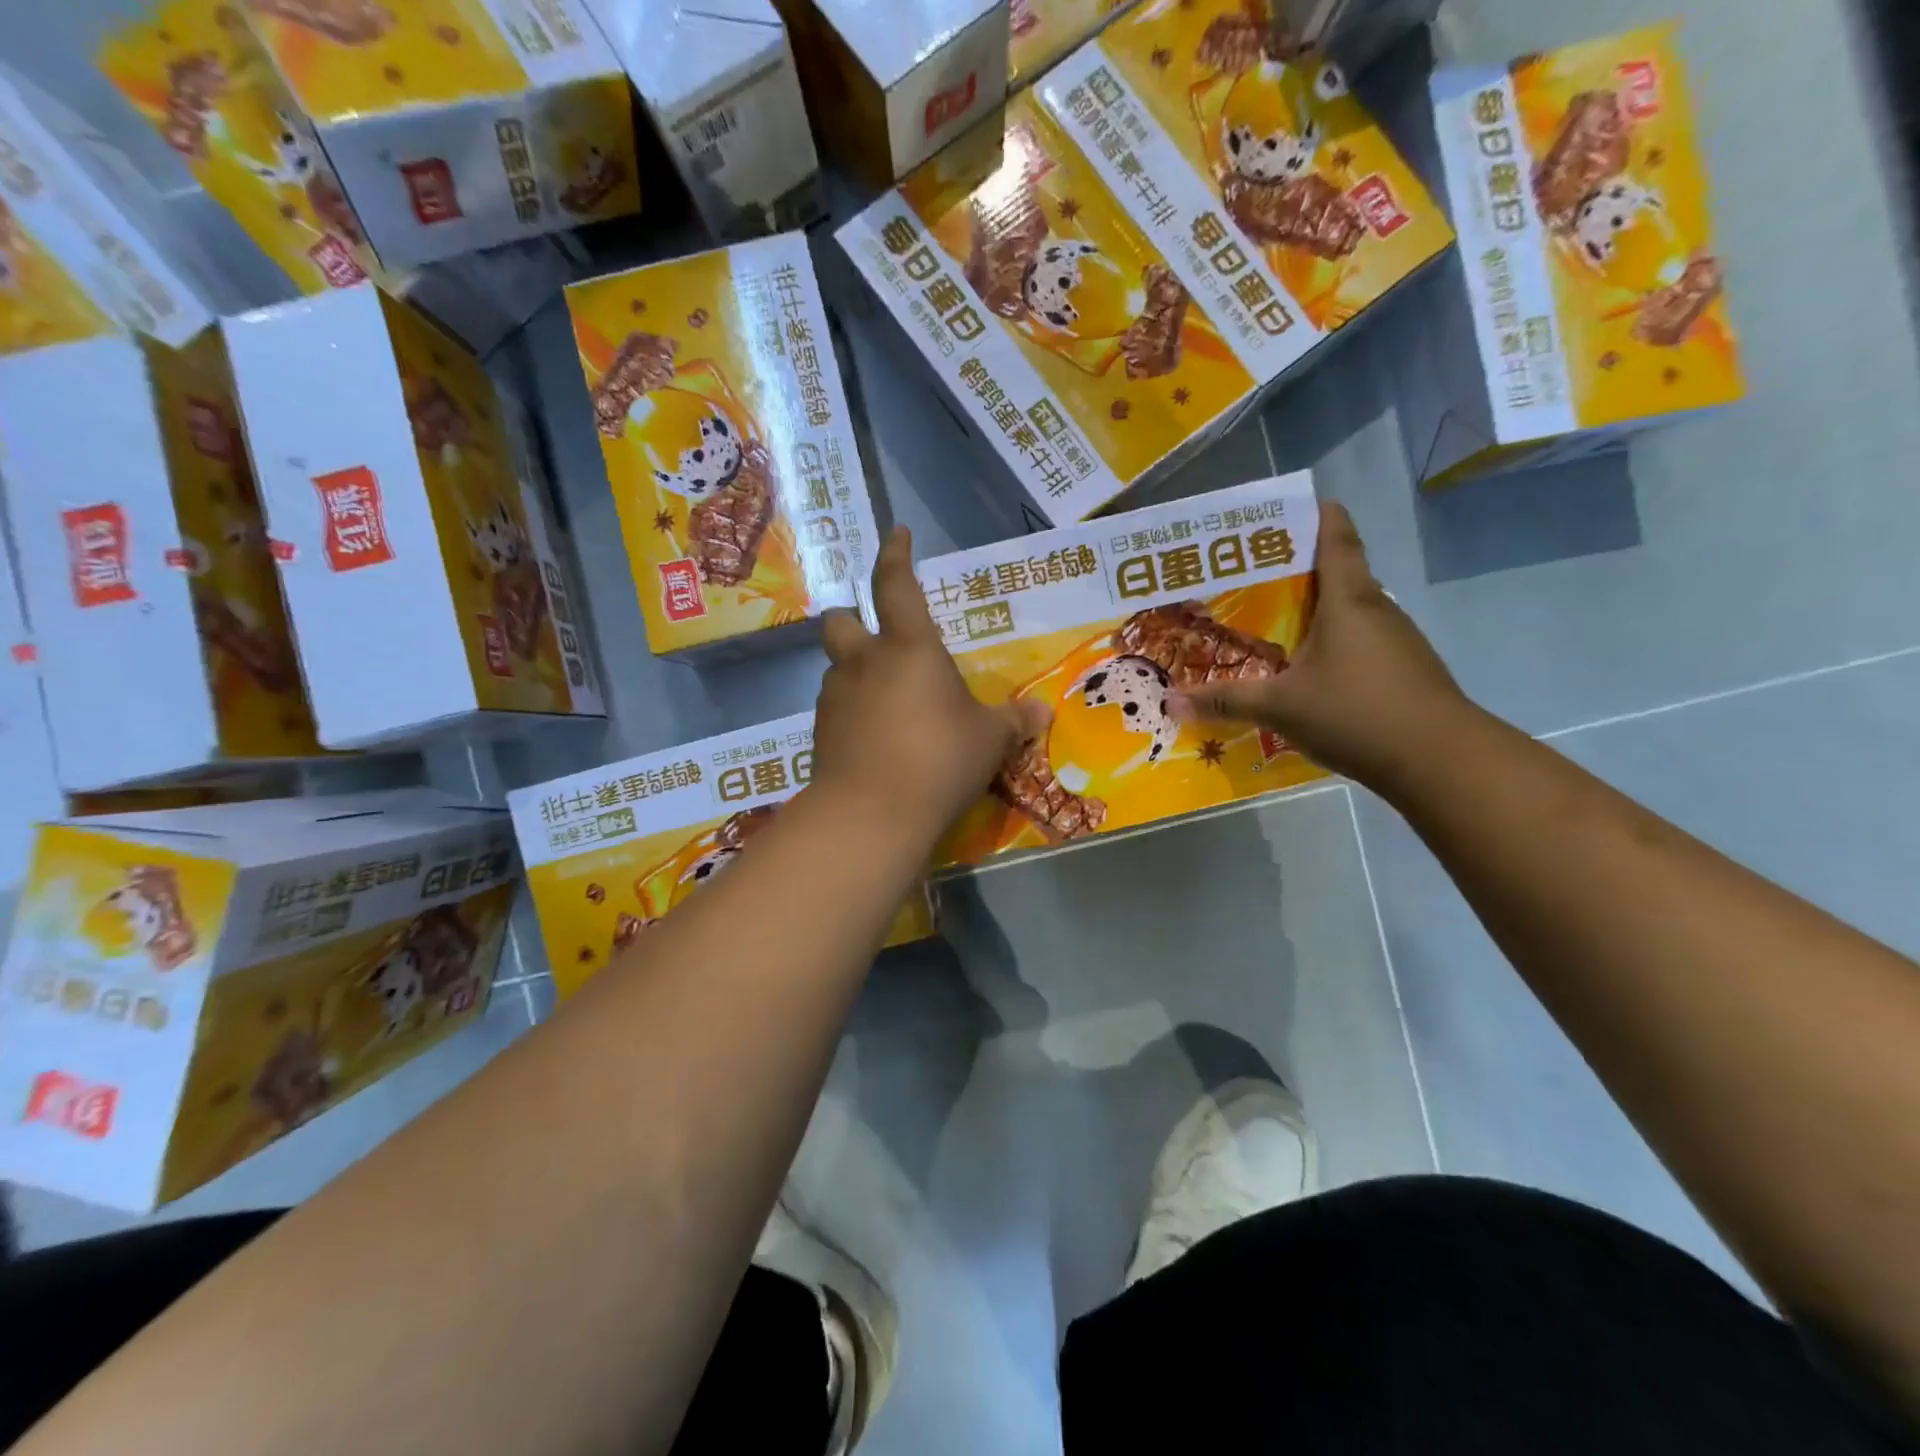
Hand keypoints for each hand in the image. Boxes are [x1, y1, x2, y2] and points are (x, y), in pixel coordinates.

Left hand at [814, 527, 1048, 841]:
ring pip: (837, 668)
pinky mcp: (820, 733)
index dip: (895, 554)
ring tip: (885, 701)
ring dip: (856, 672)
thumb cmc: (940, 759)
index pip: (895, 584)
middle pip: (841, 620)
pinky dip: (852, 711)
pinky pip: (835, 707)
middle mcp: (865, 662)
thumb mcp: (989, 741)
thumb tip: (1044, 712)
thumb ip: (1014, 722)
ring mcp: (835, 697)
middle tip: (877, 640)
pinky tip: (874, 738)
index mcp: (909, 647)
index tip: (897, 533)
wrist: (872, 814)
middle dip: (853, 620)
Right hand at [1170, 503, 1475, 793]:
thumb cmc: (1356, 712)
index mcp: (1349, 601)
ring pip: (1351, 613)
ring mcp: (1397, 642)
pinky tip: (1309, 670)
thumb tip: (1171, 702)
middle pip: (1341, 575)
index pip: (1337, 540)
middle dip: (1301, 571)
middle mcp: (1377, 611)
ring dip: (1318, 612)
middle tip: (1257, 576)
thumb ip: (1226, 701)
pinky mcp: (1405, 671)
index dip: (1319, 517)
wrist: (1440, 760)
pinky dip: (1334, 645)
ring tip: (1275, 623)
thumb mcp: (1280, 707)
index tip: (1297, 505)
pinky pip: (1361, 644)